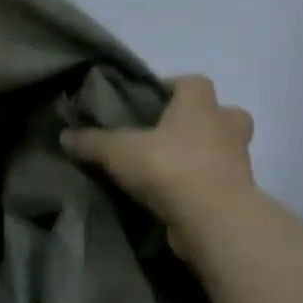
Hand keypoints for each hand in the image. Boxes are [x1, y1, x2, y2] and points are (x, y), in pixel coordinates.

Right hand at [61, 75, 256, 253]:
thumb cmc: (169, 167)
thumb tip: (64, 135)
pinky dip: (201, 184)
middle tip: (168, 133)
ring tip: (167, 167)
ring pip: (223, 149)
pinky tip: (172, 194)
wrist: (214, 219)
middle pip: (221, 113)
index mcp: (199, 107)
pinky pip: (219, 181)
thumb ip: (91, 141)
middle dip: (200, 120)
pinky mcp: (238, 194)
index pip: (193, 82)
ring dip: (202, 154)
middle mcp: (225, 128)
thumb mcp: (116, 151)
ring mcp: (238, 162)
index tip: (148, 100)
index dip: (172, 86)